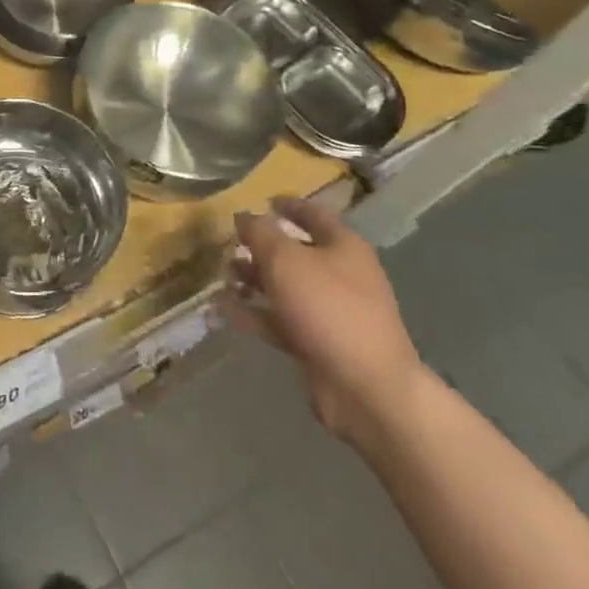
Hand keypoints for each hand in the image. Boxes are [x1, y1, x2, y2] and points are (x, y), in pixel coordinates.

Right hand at [225, 195, 424, 446]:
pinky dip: (255, 314)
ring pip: (287, 288)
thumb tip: (244, 215)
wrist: (365, 387)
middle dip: (263, 247)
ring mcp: (331, 312)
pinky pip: (281, 321)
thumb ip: (260, 233)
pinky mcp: (318, 344)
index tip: (262, 200)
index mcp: (343, 247)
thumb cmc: (328, 307)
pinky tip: (224, 309)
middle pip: (297, 252)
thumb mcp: (285, 259)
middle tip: (231, 242)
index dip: (288, 205)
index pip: (314, 215)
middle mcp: (341, 275)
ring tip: (223, 275)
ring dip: (255, 280)